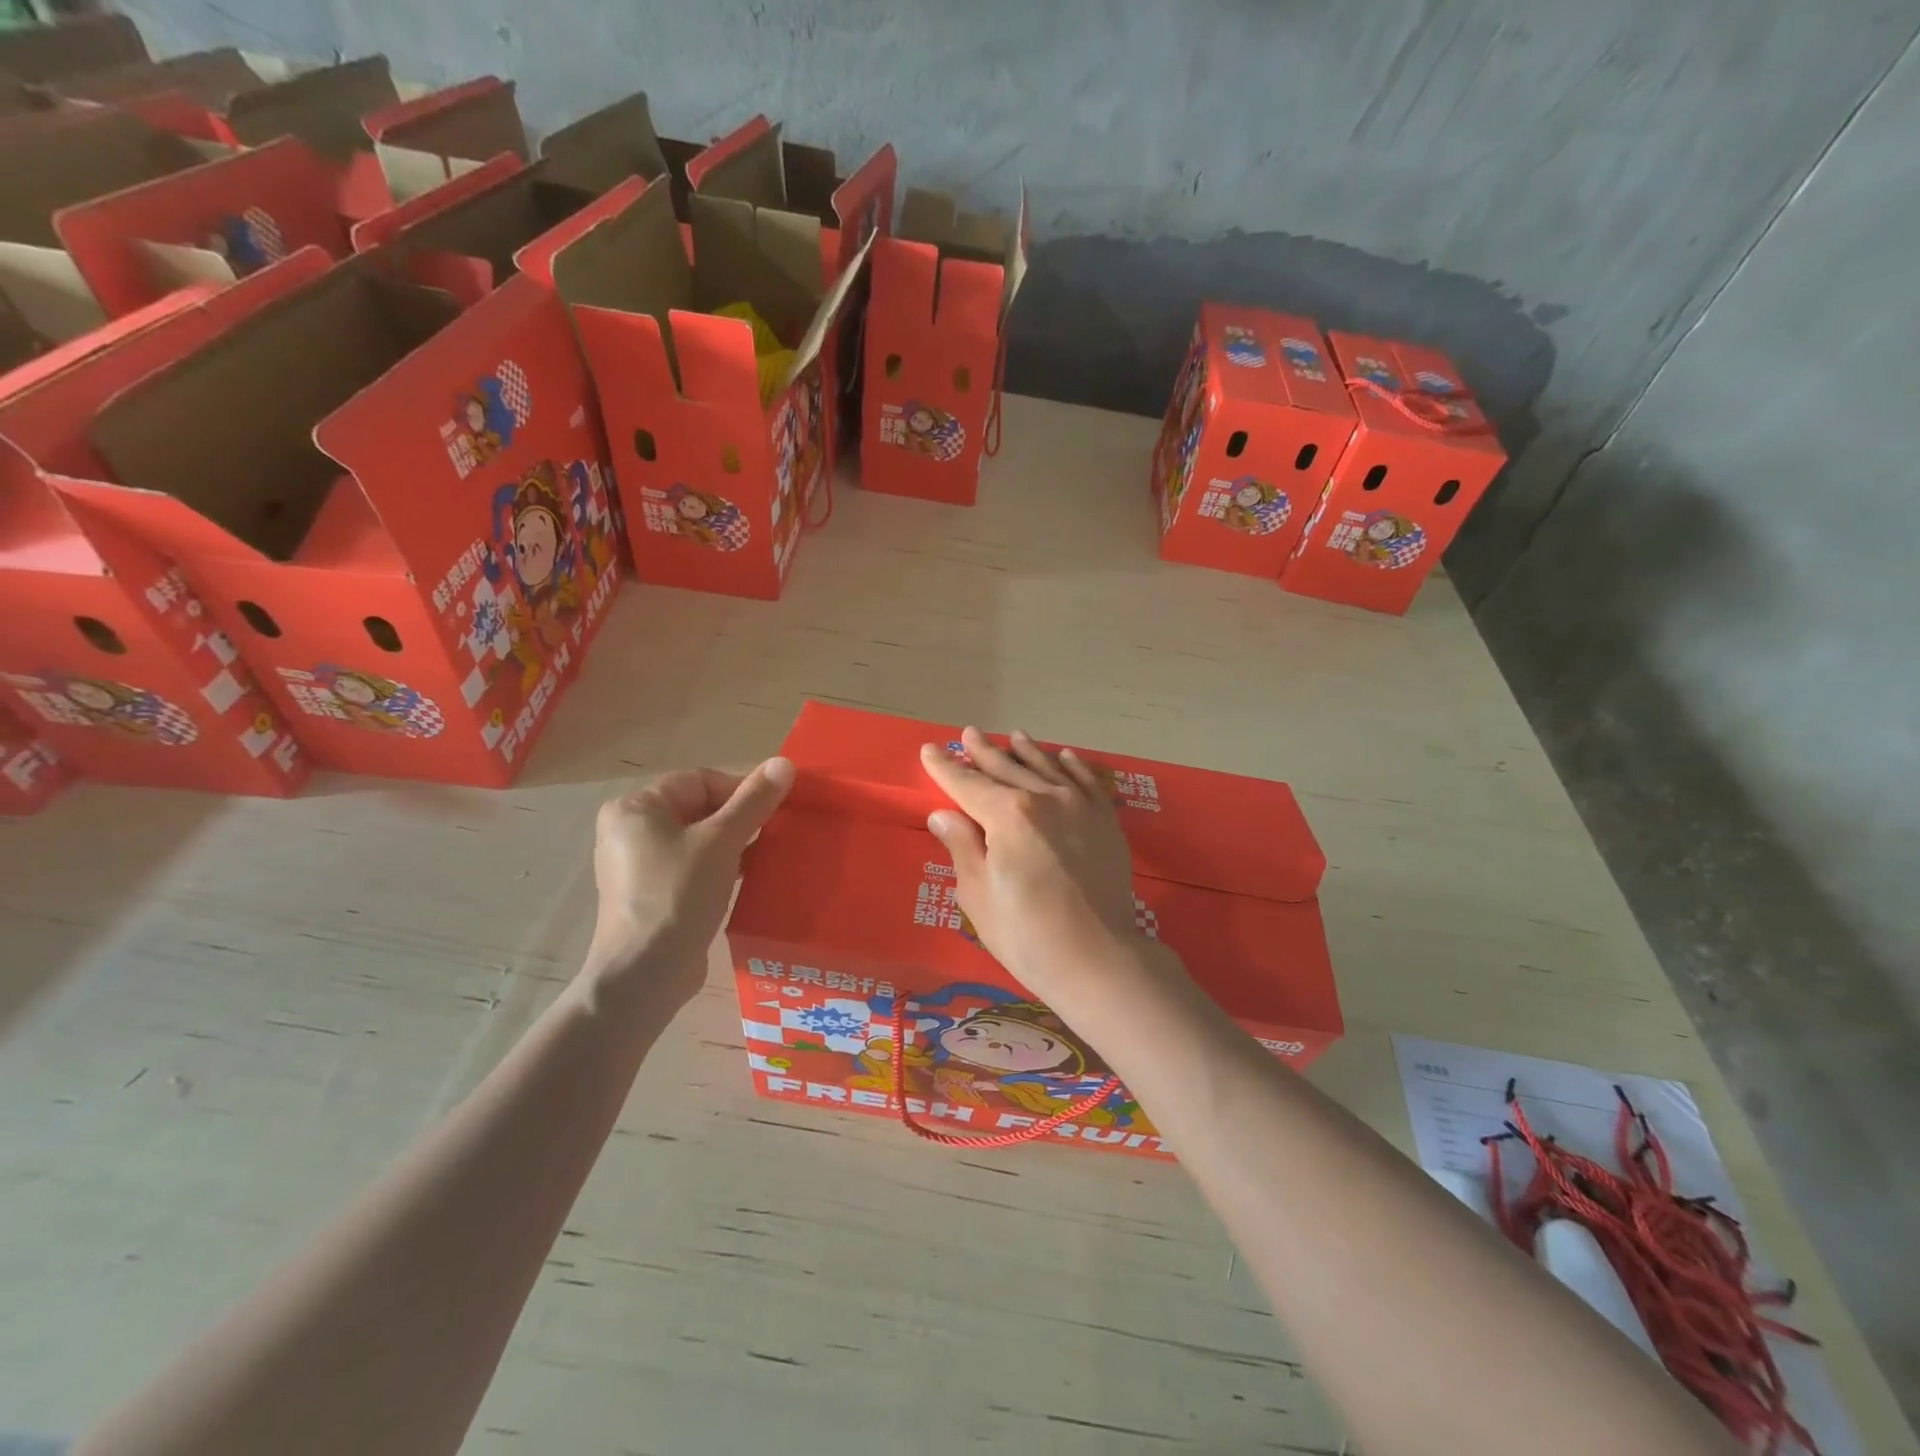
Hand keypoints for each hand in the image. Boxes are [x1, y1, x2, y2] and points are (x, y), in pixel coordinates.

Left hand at [586, 757, 794, 1004]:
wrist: (644, 977)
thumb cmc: (677, 896)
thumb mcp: (722, 842)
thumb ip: (754, 801)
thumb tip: (786, 762)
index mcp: (637, 808)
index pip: (701, 780)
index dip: (742, 791)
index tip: (776, 811)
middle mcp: (631, 830)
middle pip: (700, 808)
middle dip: (741, 819)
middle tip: (776, 834)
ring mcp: (639, 865)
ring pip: (699, 839)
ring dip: (735, 844)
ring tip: (768, 857)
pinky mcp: (653, 894)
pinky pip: (693, 866)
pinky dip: (721, 867)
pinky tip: (748, 880)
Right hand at [920, 727, 1139, 999]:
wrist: (1099, 958)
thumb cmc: (1026, 934)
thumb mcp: (978, 894)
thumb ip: (962, 847)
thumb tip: (943, 814)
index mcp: (1007, 815)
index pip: (967, 784)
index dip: (945, 768)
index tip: (930, 750)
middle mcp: (1044, 798)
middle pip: (1007, 768)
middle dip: (984, 752)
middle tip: (969, 734)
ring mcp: (1080, 807)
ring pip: (1046, 768)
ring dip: (1026, 751)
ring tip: (1013, 736)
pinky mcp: (1105, 822)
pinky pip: (1086, 782)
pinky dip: (1072, 766)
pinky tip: (1064, 756)